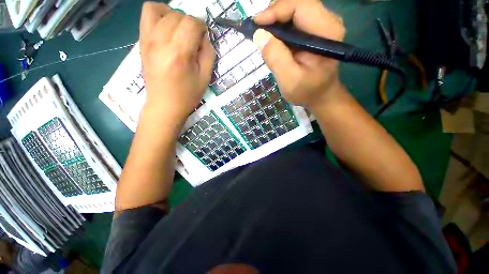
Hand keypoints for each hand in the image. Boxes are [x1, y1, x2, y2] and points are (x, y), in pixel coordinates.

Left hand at [139, 2, 215, 121]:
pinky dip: (159, 13)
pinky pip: (147, 14)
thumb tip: (204, 37)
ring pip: (161, 9)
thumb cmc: (187, 95)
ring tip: (180, 30)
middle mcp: (161, 42)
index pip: (191, 23)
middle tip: (194, 38)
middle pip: (177, 15)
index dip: (202, 26)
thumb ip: (208, 54)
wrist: (164, 105)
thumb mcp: (205, 78)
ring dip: (175, 16)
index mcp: (180, 54)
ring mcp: (148, 40)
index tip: (204, 37)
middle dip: (190, 23)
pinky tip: (166, 26)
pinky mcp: (142, 41)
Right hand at [254, 0, 345, 109]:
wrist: (319, 95)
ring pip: (294, 11)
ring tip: (264, 37)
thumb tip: (259, 35)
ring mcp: (321, 25)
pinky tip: (273, 40)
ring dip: (276, 21)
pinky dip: (280, 28)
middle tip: (258, 31)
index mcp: (326, 32)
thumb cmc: (306, 91)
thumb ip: (276, 58)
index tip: (256, 24)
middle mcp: (327, 22)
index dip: (276, 11)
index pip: (300, 6)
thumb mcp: (289, 80)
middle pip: (297, 5)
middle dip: (274, 15)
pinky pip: (294, 21)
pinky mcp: (314, 31)